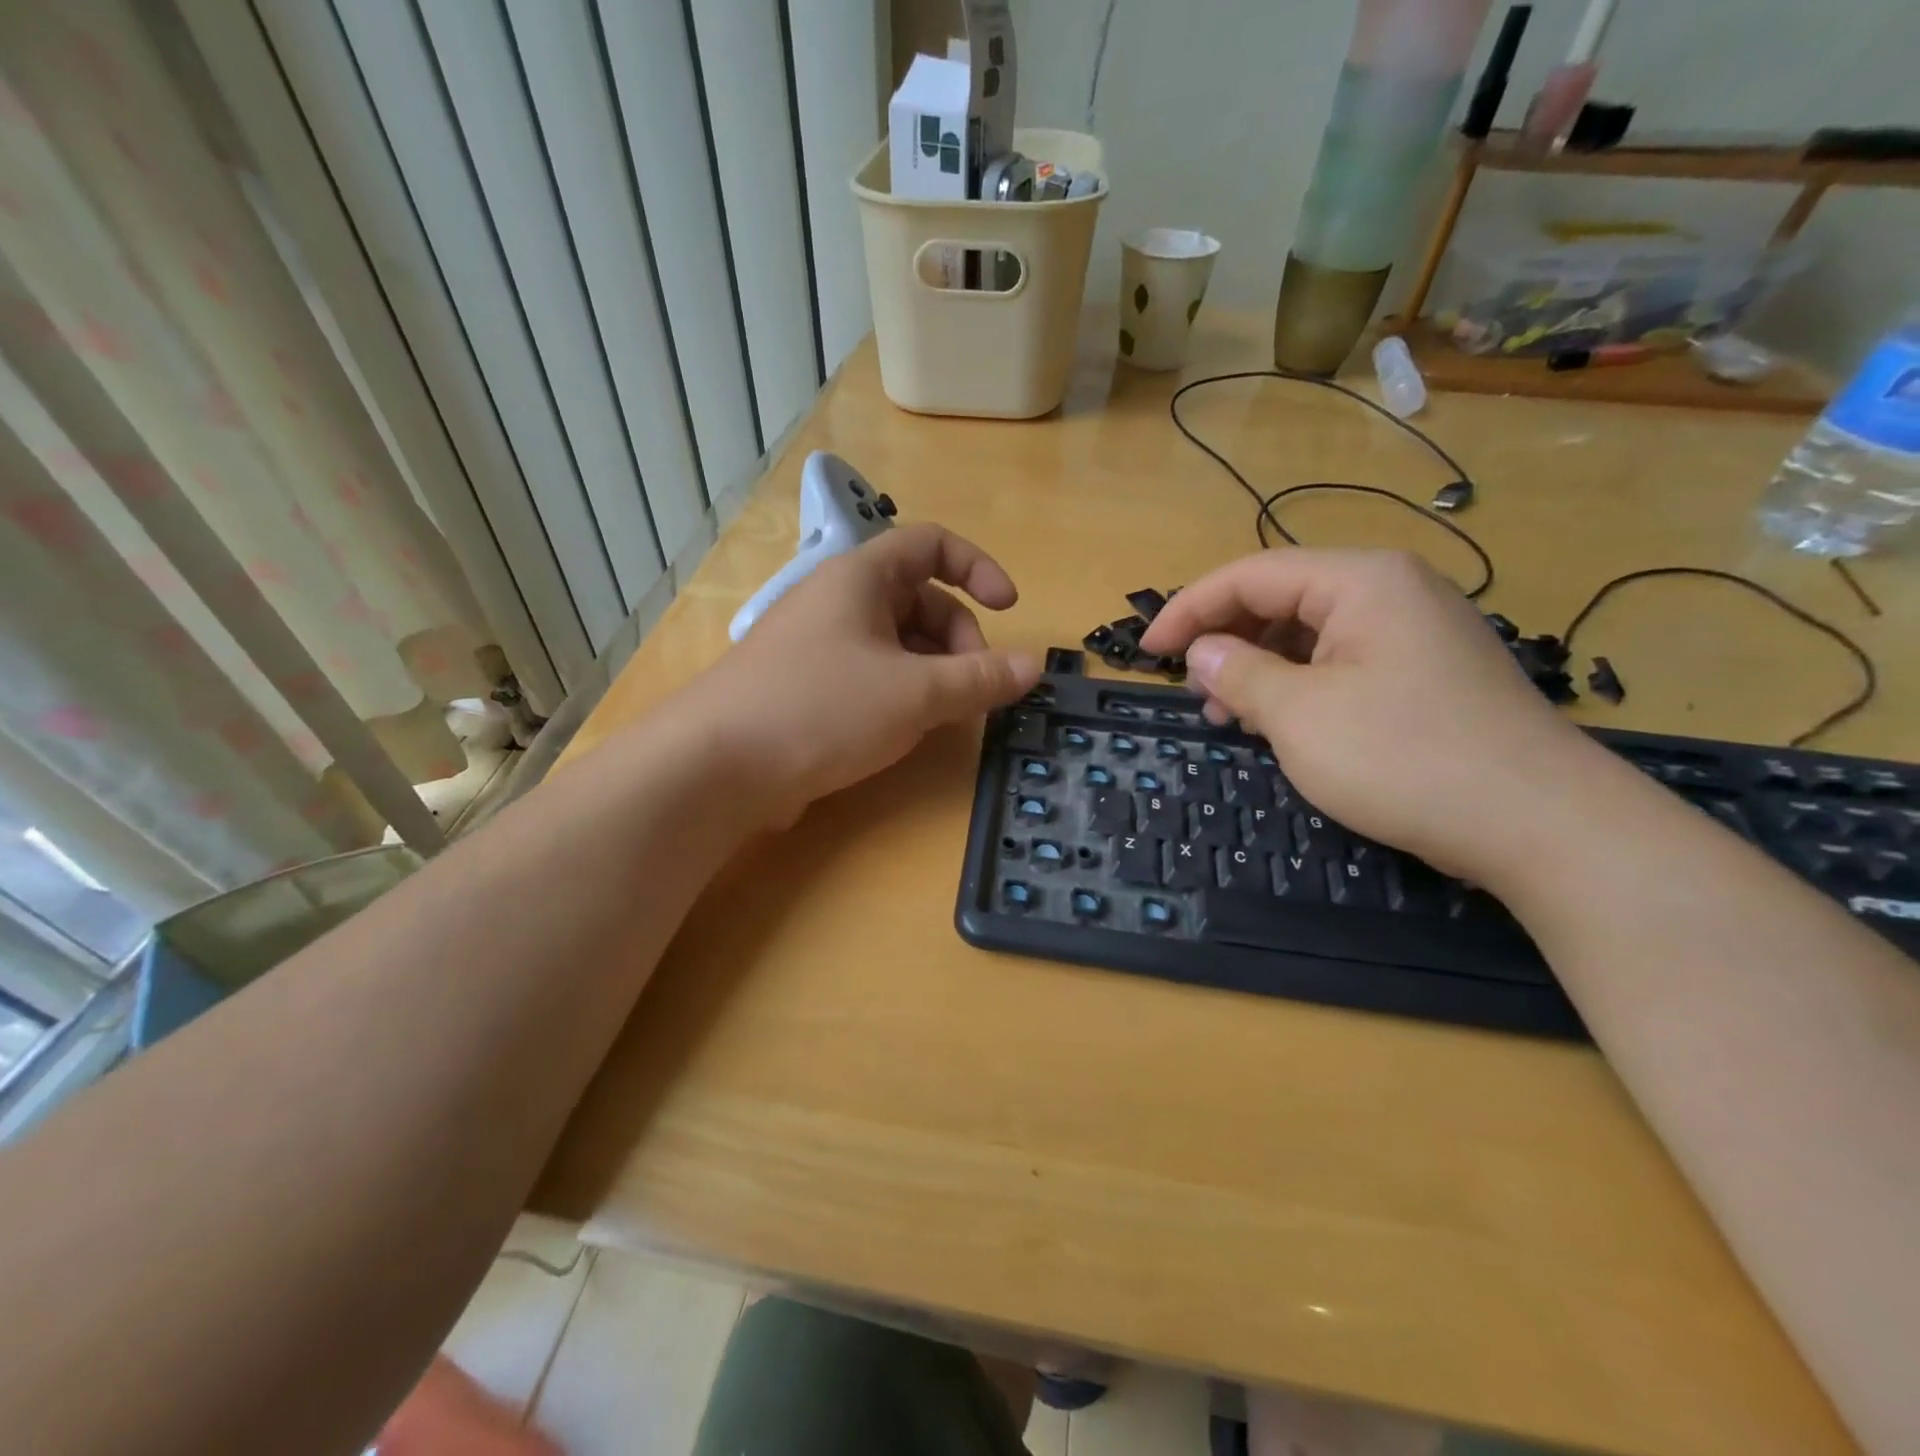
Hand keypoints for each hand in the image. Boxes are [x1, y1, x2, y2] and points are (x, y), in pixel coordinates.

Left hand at [676, 524, 1039, 827]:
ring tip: (942, 716)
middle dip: (958, 638)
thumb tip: (1034, 665)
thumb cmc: (821, 709)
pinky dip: (899, 692)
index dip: (978, 568)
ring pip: (895, 641)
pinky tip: (902, 731)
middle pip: (918, 599)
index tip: (1009, 609)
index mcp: (860, 577)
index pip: (931, 544)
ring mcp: (817, 644)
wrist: (716, 767)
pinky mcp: (804, 686)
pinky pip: (868, 673)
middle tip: (972, 689)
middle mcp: (836, 600)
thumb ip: (979, 679)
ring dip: (931, 671)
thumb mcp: (914, 694)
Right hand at [1140, 549, 1598, 879]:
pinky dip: (1298, 686)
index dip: (1190, 609)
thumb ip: (1240, 674)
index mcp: (1360, 581)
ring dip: (1258, 667)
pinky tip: (1279, 723)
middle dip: (1226, 639)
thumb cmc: (1406, 757)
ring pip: (1310, 634)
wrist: (1541, 823)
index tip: (1148, 651)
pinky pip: (1341, 663)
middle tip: (1188, 687)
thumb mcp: (1301, 715)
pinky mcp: (1426, 674)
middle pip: (1282, 598)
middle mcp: (1391, 591)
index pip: (1252, 575)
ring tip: (1226, 714)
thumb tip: (1203, 653)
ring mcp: (1414, 633)